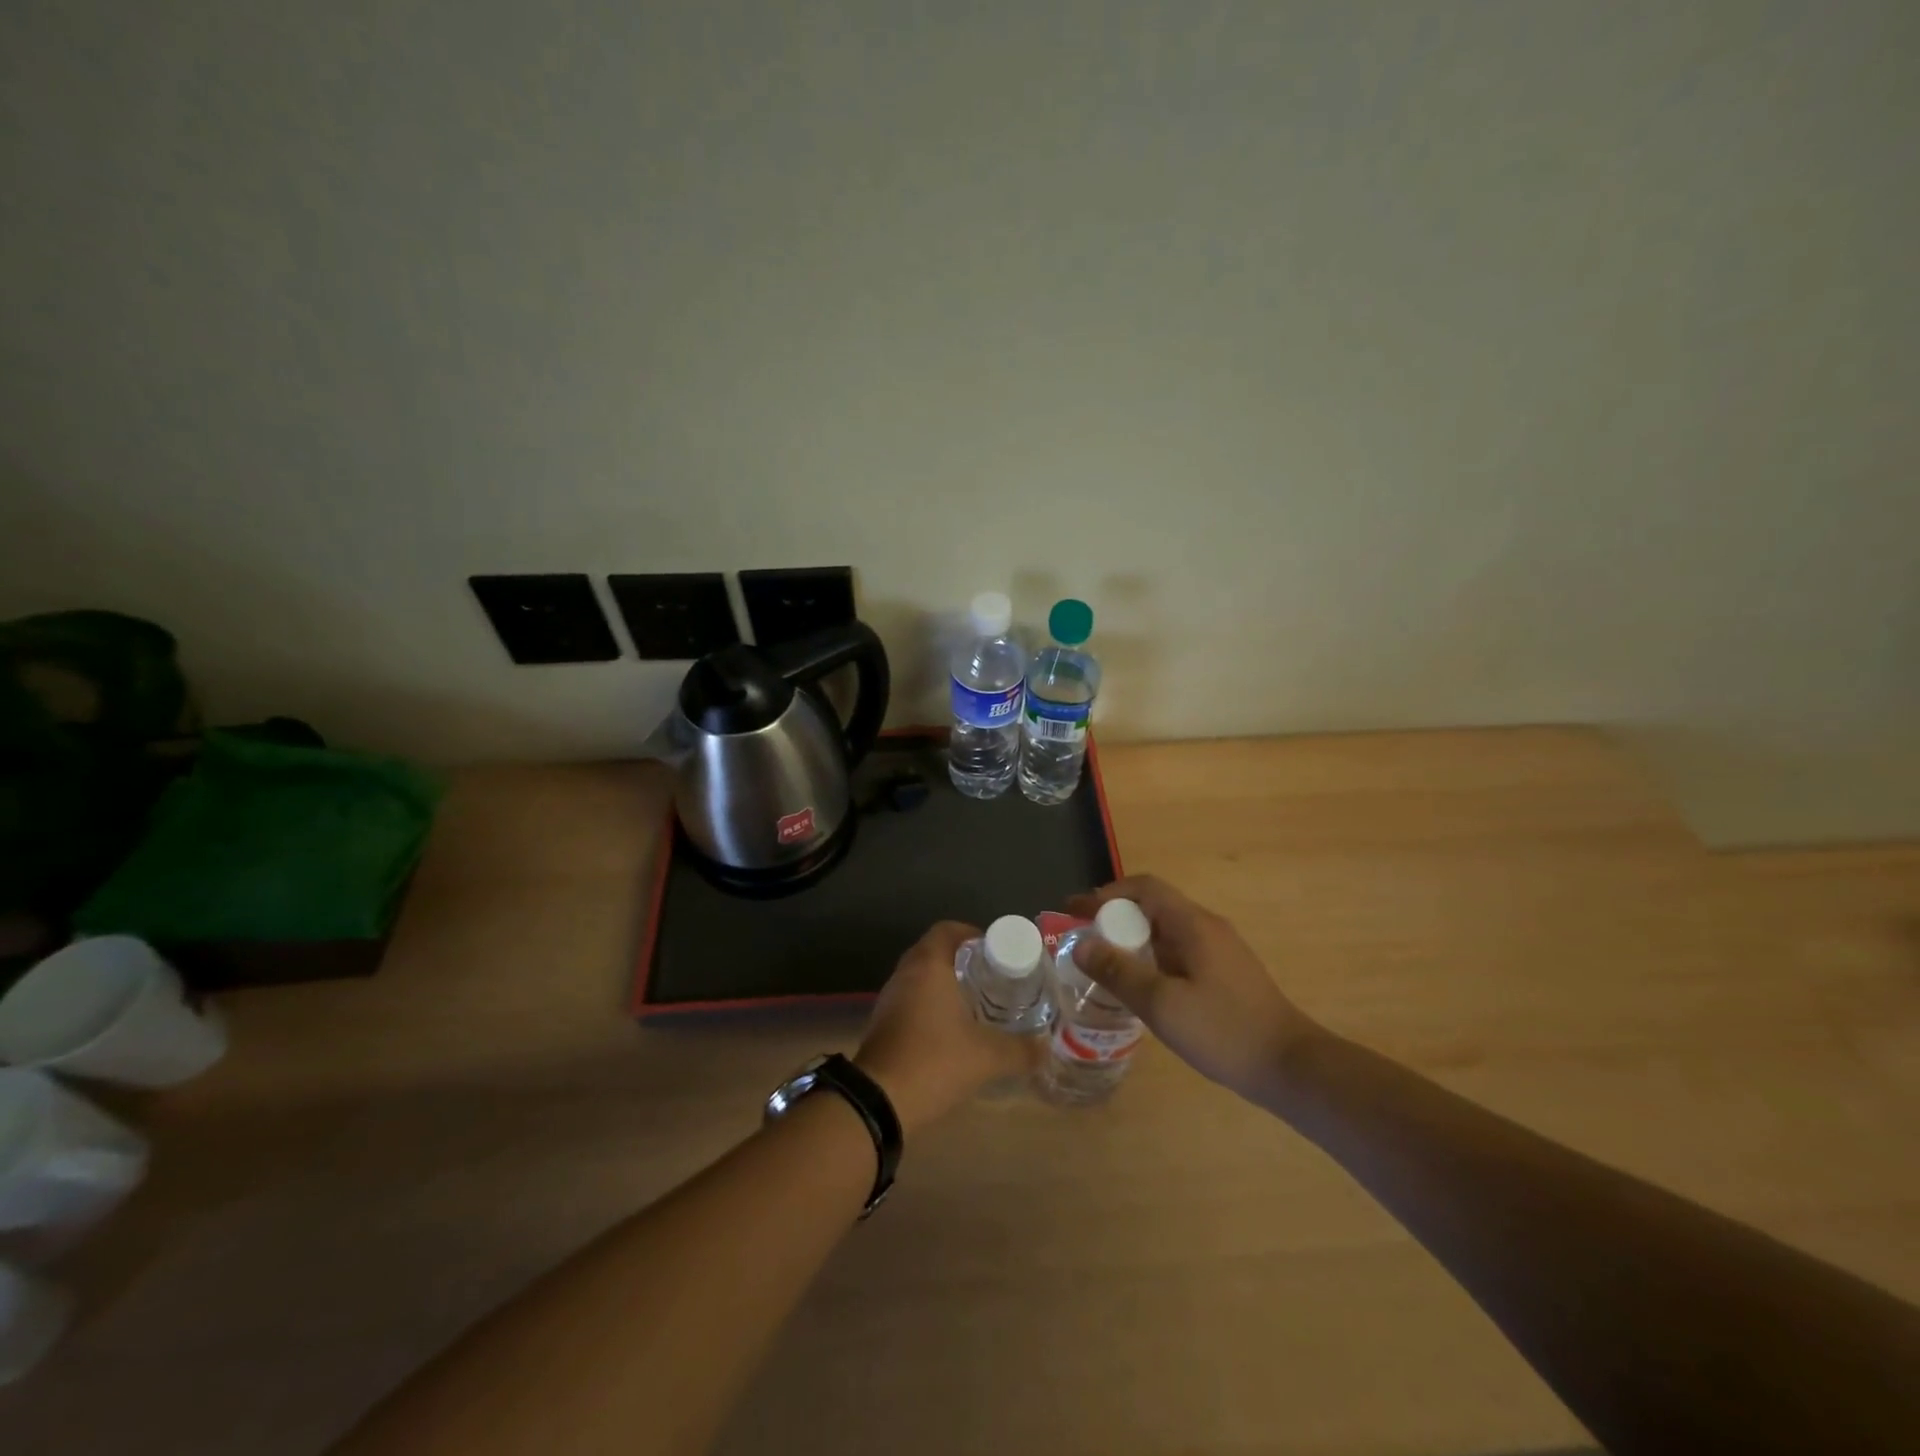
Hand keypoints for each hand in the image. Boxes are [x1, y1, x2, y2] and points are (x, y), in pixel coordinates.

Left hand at [855, 921, 1033, 1133]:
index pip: (947, 929)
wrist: (879, 1102)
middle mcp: (905, 973)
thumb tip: (1046, 1048)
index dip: (971, 934)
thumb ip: (1021, 1050)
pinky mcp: (883, 1023)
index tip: (995, 952)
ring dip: (944, 983)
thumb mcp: (987, 1057)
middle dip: (962, 960)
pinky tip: (951, 1029)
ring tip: (976, 1002)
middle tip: (991, 977)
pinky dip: (930, 1004)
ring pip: (920, 976)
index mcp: (928, 966)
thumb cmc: (935, 1062)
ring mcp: (890, 998)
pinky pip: (911, 999)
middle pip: (934, 951)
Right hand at [1066, 875, 1321, 1097]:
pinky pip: (1178, 951)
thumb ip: (1119, 972)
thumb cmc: (1224, 1031)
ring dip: (1132, 938)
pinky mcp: (1225, 974)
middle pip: (1153, 906)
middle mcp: (1207, 927)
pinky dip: (1150, 957)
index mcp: (1193, 924)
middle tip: (1083, 939)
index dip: (1106, 894)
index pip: (1143, 888)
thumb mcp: (1162, 1004)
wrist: (1291, 1067)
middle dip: (1114, 917)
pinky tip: (1140, 986)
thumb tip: (1082, 944)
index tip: (1074, 910)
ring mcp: (1219, 951)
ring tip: (1103, 962)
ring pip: (1165, 931)